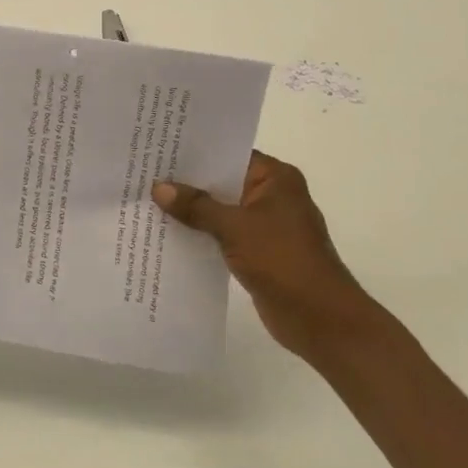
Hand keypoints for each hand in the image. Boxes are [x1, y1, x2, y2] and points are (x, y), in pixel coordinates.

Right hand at [153, 151, 375, 358]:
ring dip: (194, 210)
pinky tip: (170, 232)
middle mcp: (272, 195)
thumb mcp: (234, 227)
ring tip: (150, 200)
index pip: (229, 154)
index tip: (161, 148)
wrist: (320, 320)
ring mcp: (267, 224)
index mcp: (275, 178)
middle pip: (223, 181)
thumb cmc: (282, 260)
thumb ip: (196, 206)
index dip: (196, 152)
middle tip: (147, 172)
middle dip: (189, 182)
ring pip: (222, 209)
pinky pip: (224, 233)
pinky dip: (203, 233)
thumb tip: (159, 188)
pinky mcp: (259, 251)